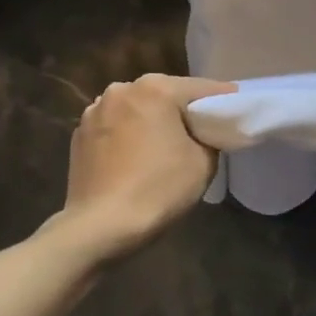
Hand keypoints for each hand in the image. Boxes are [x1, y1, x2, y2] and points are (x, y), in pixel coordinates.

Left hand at [62, 74, 236, 245]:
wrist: (100, 227)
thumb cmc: (158, 189)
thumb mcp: (204, 162)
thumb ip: (208, 137)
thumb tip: (201, 133)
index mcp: (156, 88)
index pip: (202, 88)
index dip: (223, 101)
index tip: (236, 111)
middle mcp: (122, 90)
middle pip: (165, 94)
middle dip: (183, 110)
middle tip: (202, 131)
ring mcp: (95, 111)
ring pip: (137, 109)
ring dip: (152, 121)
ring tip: (164, 146)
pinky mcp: (79, 135)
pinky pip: (116, 127)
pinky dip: (129, 135)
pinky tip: (136, 158)